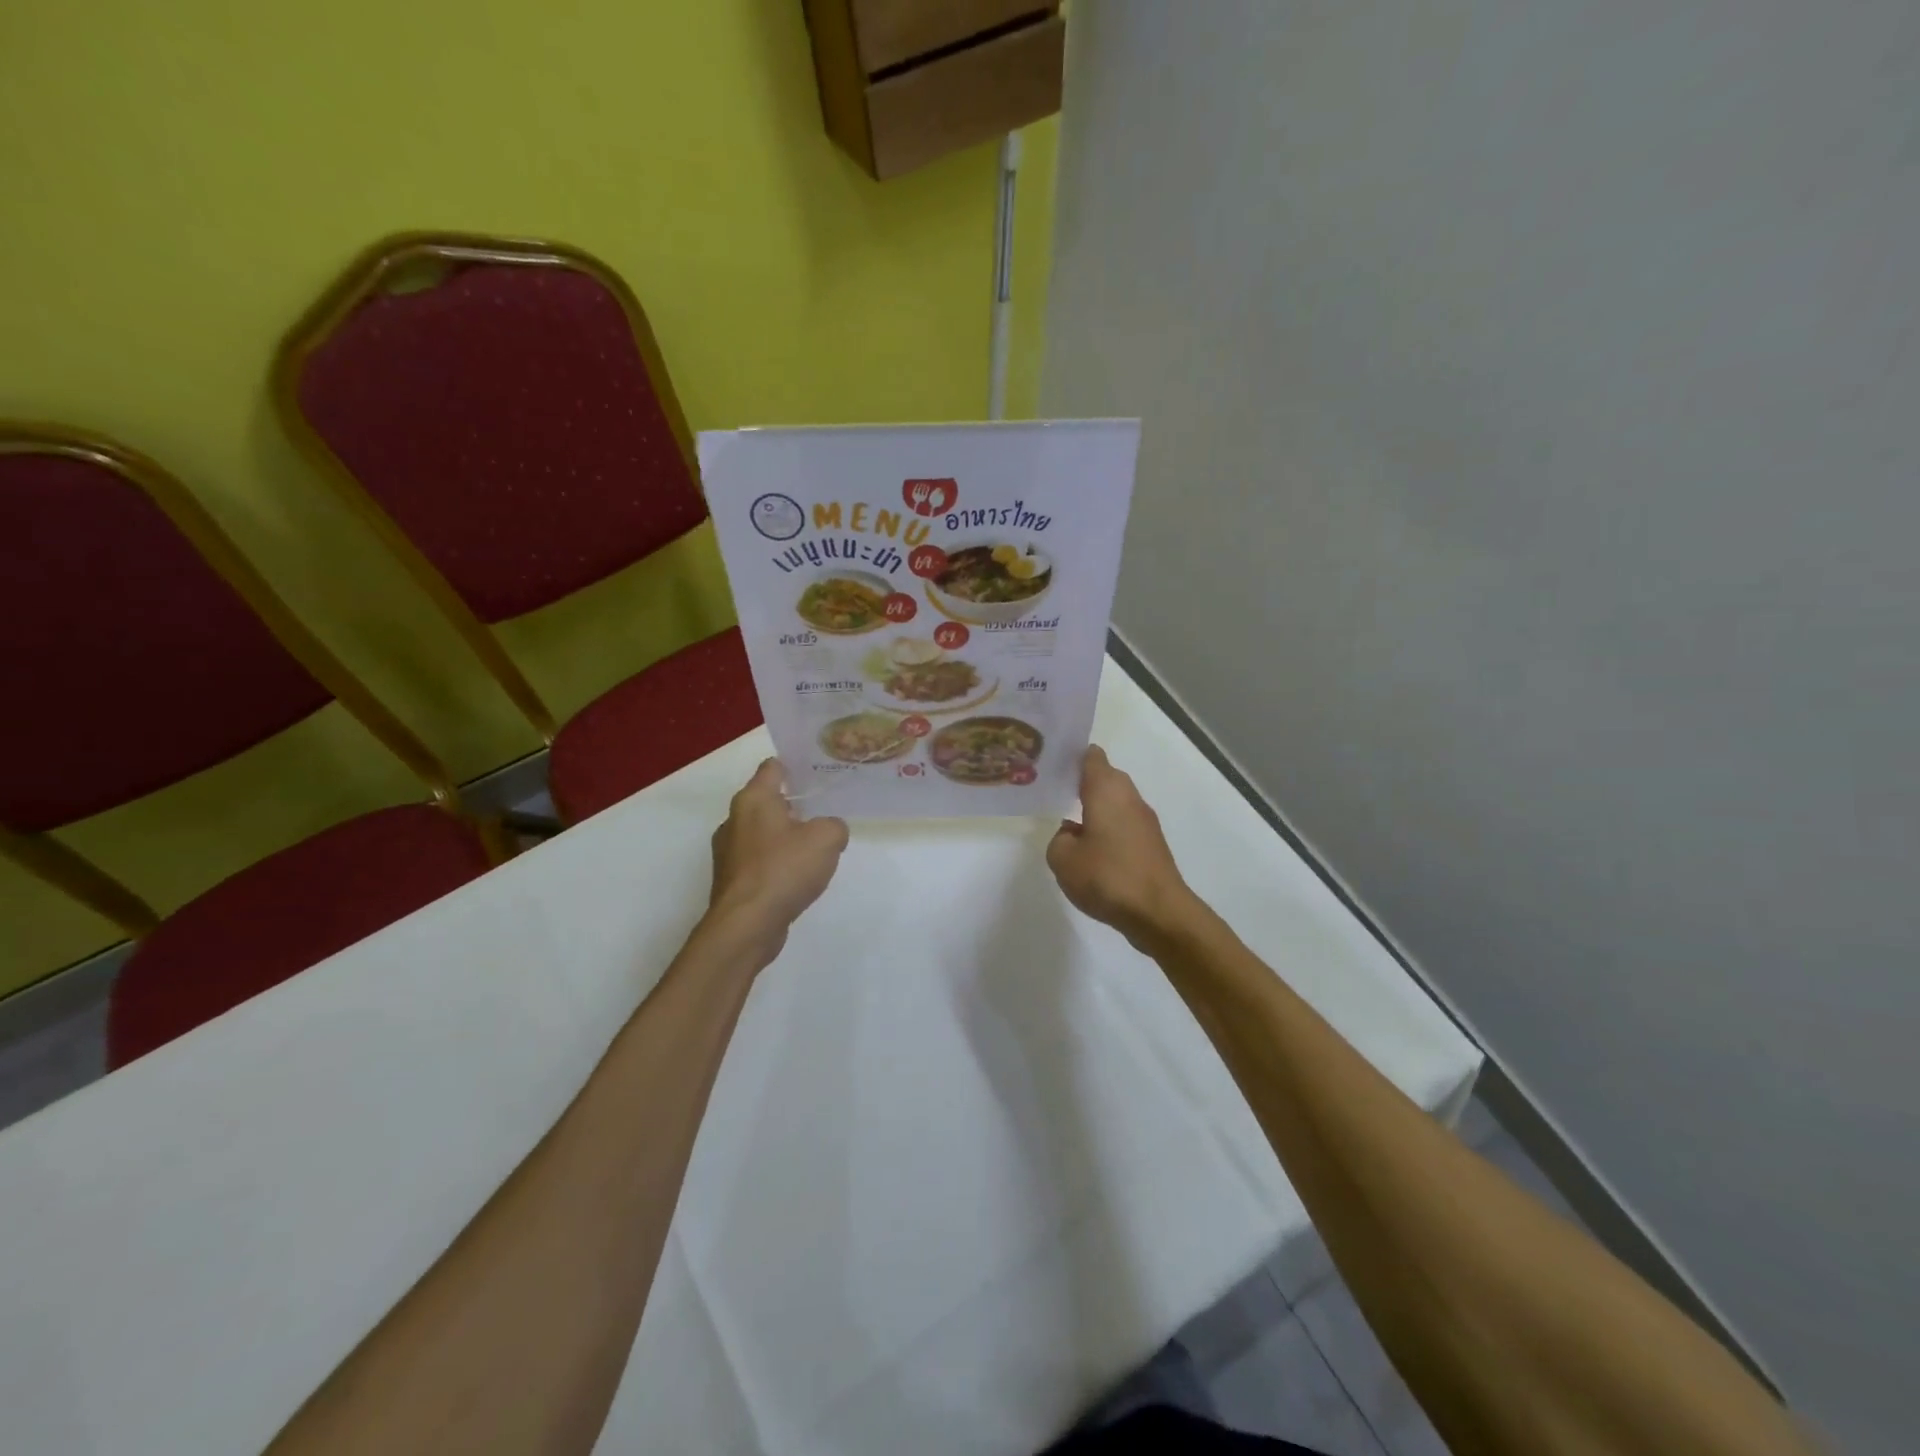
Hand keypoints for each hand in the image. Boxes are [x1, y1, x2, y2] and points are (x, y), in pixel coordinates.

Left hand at [707, 759, 848, 963]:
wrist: (747, 925)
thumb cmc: (784, 869)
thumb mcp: (826, 839)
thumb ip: (834, 826)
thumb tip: (829, 831)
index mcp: (753, 799)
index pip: (772, 767)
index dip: (795, 766)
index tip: (817, 771)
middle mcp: (734, 820)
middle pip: (767, 801)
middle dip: (794, 804)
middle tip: (824, 810)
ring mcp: (729, 852)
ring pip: (763, 832)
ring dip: (786, 836)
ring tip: (815, 847)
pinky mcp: (731, 880)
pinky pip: (759, 861)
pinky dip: (777, 863)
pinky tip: (797, 877)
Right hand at [1047, 746, 1197, 947]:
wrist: (1158, 912)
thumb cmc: (1107, 876)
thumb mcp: (1063, 859)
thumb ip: (1059, 839)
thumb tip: (1072, 833)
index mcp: (1106, 789)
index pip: (1091, 756)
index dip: (1071, 756)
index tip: (1052, 764)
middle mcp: (1128, 797)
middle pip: (1104, 778)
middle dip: (1081, 783)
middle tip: (1053, 793)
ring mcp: (1144, 820)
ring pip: (1115, 803)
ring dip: (1095, 809)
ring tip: (1069, 825)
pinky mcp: (1152, 843)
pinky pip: (1124, 825)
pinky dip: (1108, 830)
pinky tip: (1092, 851)